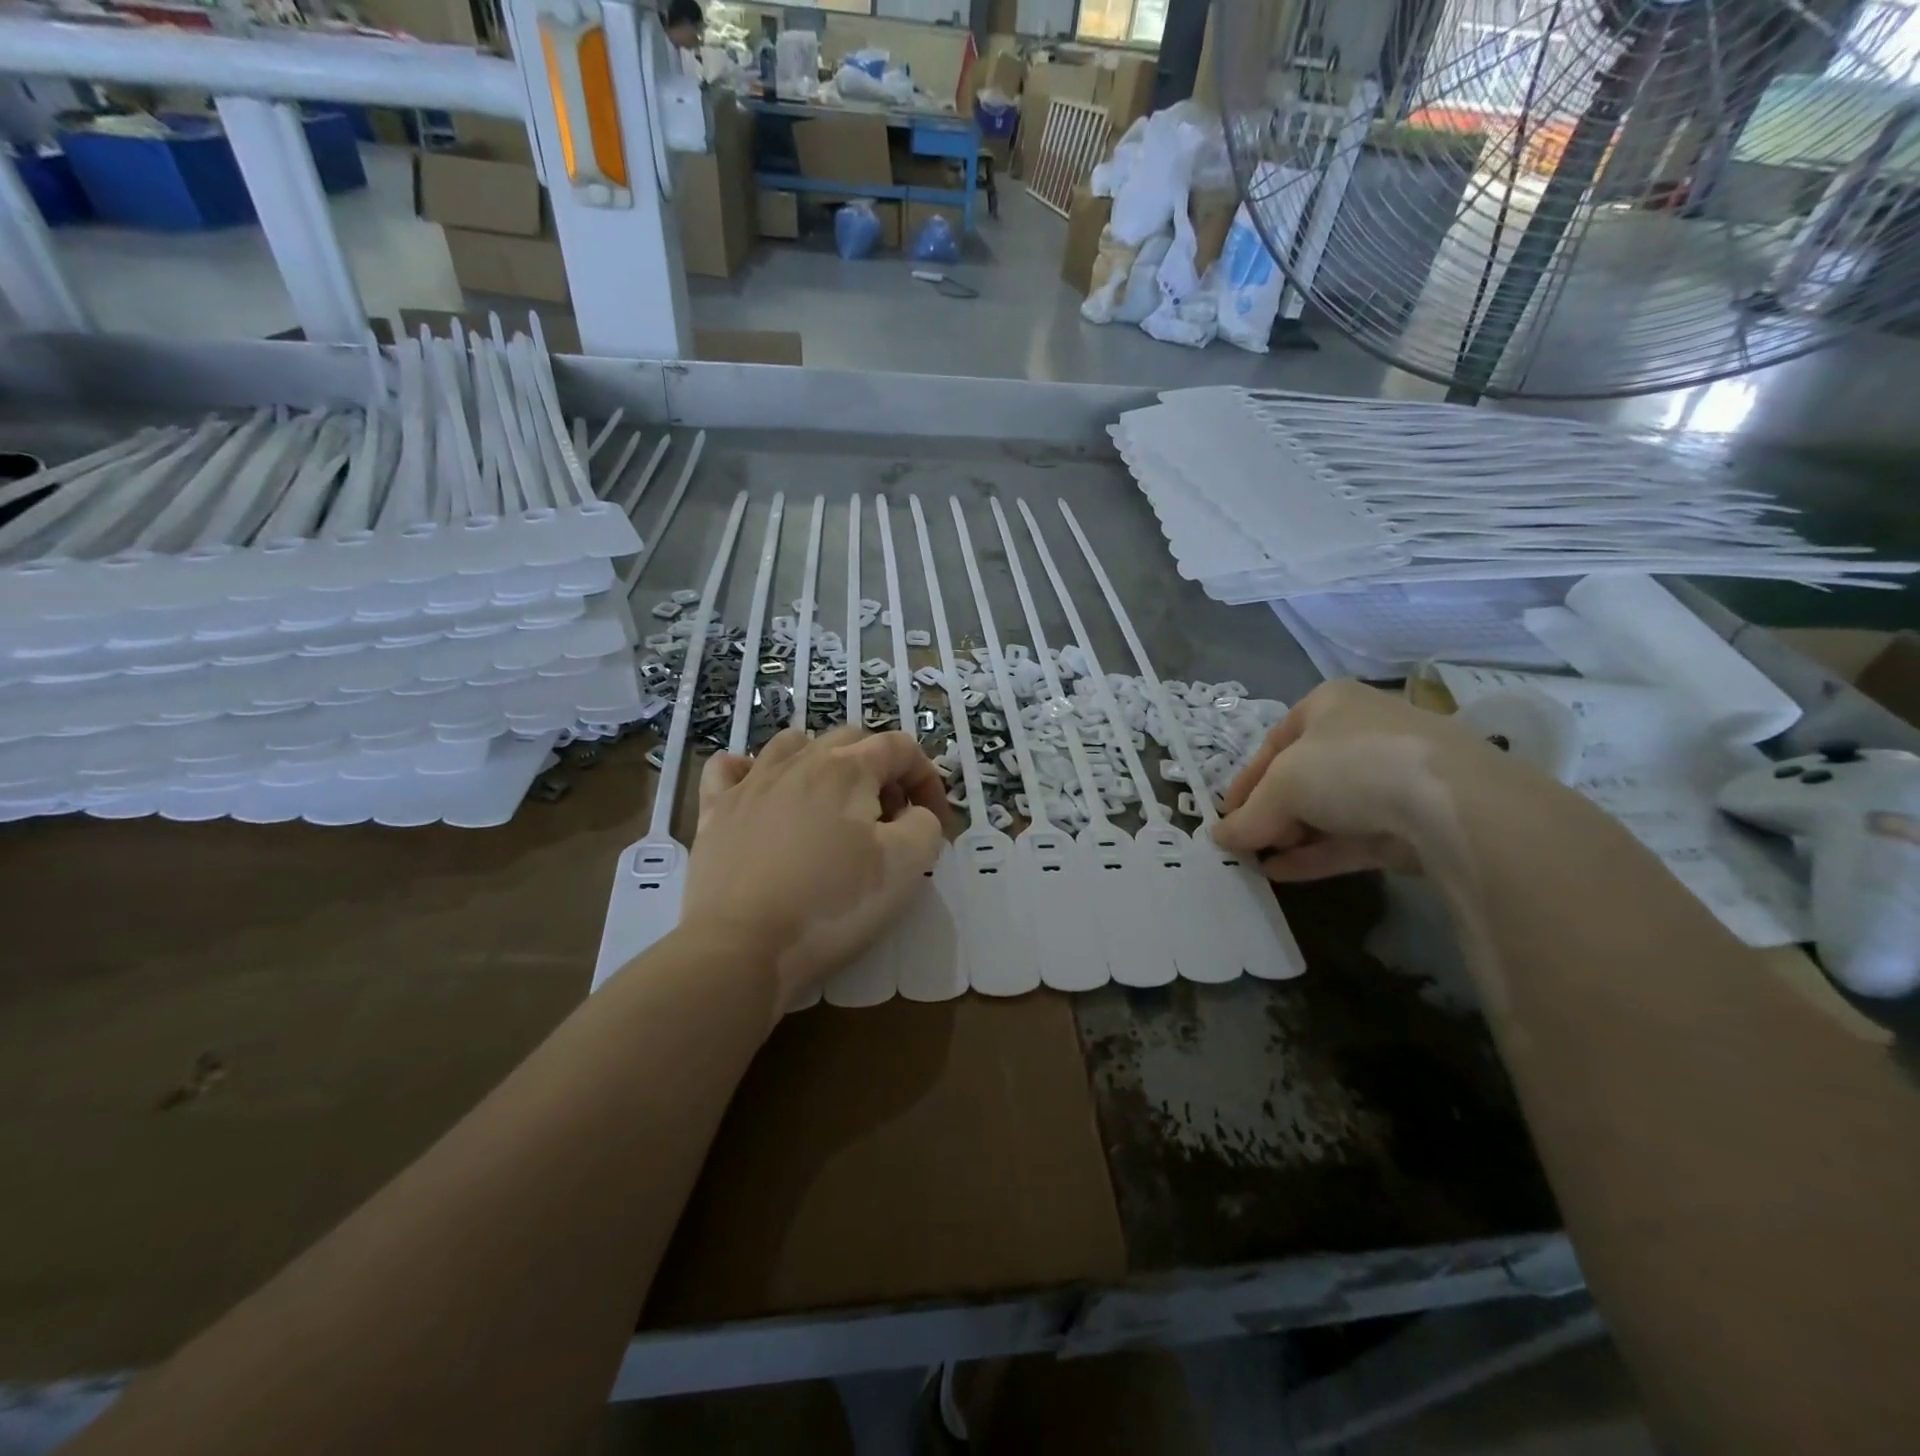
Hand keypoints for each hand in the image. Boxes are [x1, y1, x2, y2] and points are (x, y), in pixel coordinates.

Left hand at [681, 726, 948, 1004]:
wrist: (741, 945)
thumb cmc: (832, 903)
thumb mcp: (906, 866)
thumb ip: (925, 826)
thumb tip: (914, 815)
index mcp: (848, 769)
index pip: (900, 747)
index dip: (926, 778)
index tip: (933, 821)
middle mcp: (799, 761)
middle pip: (850, 740)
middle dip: (880, 770)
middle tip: (887, 820)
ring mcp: (751, 783)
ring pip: (792, 743)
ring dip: (822, 762)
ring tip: (830, 804)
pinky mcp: (715, 811)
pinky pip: (729, 768)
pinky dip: (750, 770)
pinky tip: (759, 792)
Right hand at [1212, 680, 1526, 880]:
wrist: (1451, 802)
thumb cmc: (1350, 766)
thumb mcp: (1282, 785)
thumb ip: (1249, 815)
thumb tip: (1220, 838)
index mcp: (1330, 704)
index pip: (1274, 743)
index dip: (1246, 782)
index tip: (1226, 816)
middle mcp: (1362, 732)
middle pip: (1302, 777)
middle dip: (1270, 812)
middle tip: (1246, 843)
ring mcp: (1394, 776)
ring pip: (1330, 809)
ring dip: (1291, 837)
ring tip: (1258, 864)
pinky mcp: (1415, 819)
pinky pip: (1354, 836)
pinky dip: (1318, 853)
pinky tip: (1284, 873)